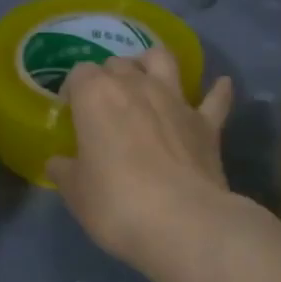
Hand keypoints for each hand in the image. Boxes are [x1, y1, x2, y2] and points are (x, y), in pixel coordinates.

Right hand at [46, 51, 235, 273]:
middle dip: (109, 77)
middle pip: (118, 63)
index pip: (79, 74)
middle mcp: (136, 85)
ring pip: (164, 60)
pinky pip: (215, 98)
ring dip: (153, 62)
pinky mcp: (207, 123)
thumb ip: (65, 171)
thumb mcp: (76, 192)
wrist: (182, 221)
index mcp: (96, 96)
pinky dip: (217, 91)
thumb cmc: (116, 203)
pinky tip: (221, 85)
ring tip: (148, 75)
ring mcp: (176, 100)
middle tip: (104, 104)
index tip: (71, 111)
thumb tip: (59, 163)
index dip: (74, 90)